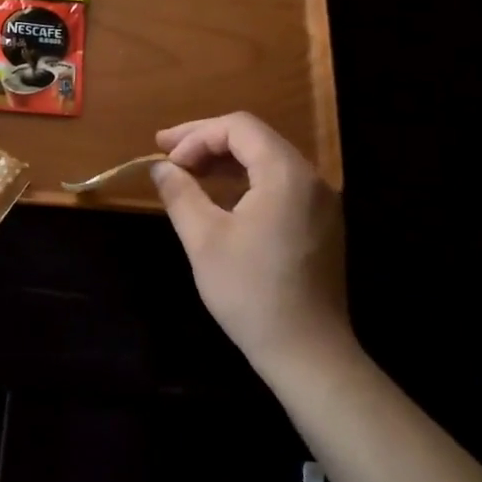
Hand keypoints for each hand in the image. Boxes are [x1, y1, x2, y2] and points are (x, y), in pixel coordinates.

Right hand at [151, 112, 353, 378]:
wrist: (308, 353)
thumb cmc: (251, 292)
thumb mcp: (204, 239)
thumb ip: (180, 193)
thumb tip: (160, 168)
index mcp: (286, 174)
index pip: (238, 128)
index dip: (196, 135)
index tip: (166, 159)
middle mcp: (311, 179)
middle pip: (254, 138)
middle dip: (207, 142)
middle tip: (166, 153)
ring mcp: (321, 202)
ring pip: (267, 161)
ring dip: (225, 161)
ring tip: (187, 172)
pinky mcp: (320, 224)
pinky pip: (279, 184)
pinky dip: (245, 181)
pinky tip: (219, 196)